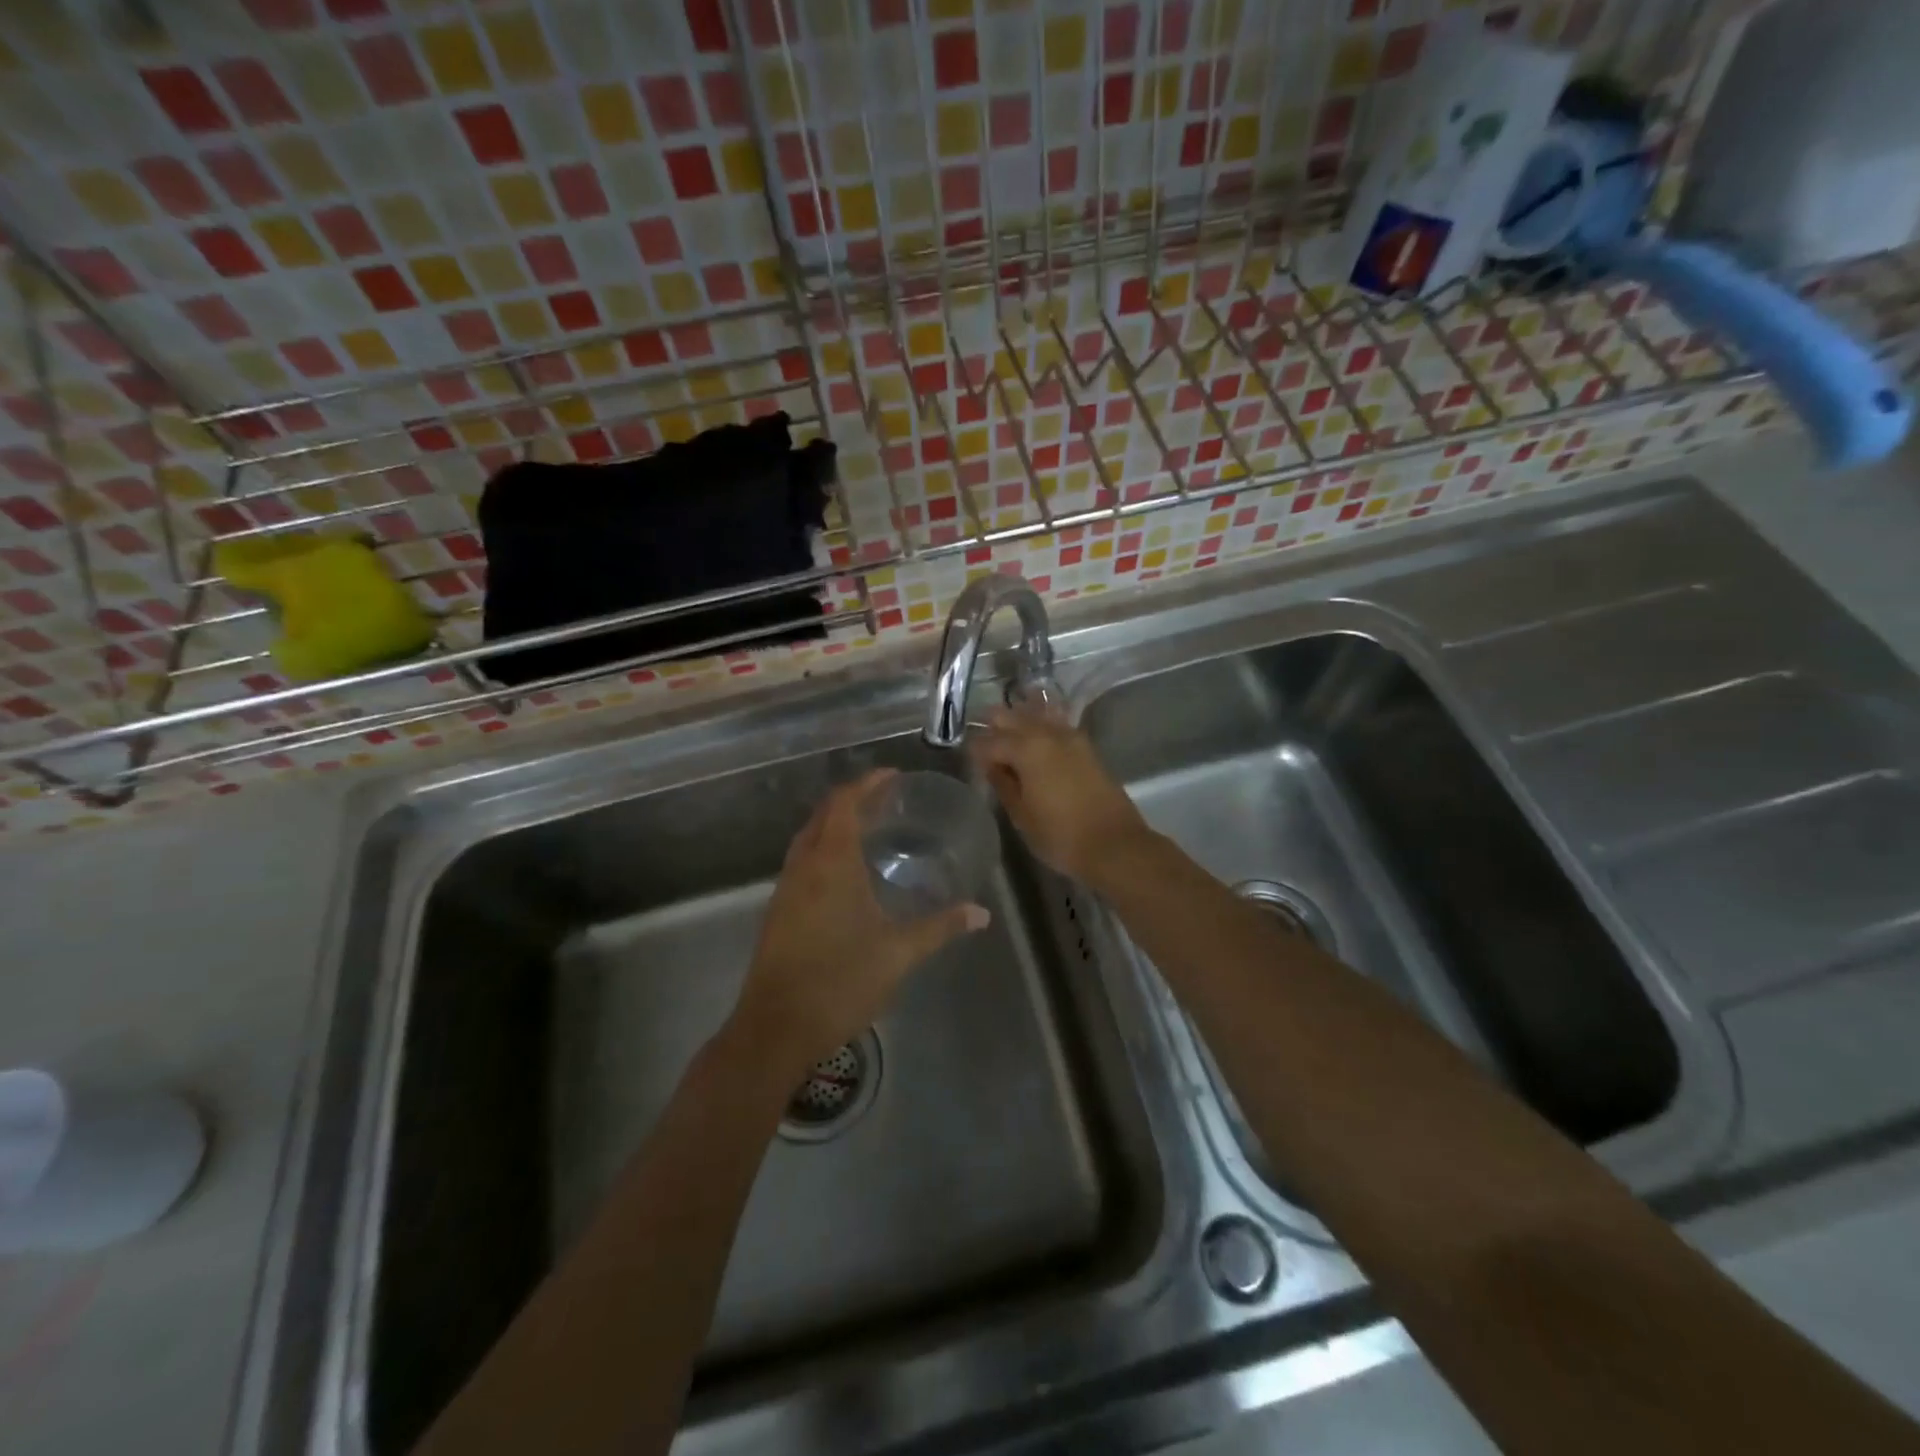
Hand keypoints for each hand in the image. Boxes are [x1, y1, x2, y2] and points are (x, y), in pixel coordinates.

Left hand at [730, 770, 989, 1079]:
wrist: (775, 1028)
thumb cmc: (840, 982)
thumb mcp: (898, 953)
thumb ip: (940, 927)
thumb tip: (981, 913)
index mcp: (831, 863)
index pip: (845, 803)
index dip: (868, 783)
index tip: (893, 776)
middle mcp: (804, 866)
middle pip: (823, 814)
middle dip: (852, 799)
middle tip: (886, 799)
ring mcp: (785, 889)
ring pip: (808, 838)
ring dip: (834, 824)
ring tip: (869, 829)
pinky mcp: (778, 911)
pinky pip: (802, 862)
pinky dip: (823, 849)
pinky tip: (844, 874)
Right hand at [969, 705, 1154, 886]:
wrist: (1115, 845)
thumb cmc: (1061, 836)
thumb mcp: (1022, 815)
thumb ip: (1003, 784)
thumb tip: (991, 765)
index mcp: (1026, 749)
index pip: (989, 741)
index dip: (974, 751)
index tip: (967, 760)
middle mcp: (1047, 734)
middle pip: (1012, 718)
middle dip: (993, 725)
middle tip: (981, 740)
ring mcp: (1071, 737)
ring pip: (1036, 715)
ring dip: (1018, 719)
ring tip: (1006, 732)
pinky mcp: (1086, 747)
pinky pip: (1056, 724)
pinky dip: (1041, 724)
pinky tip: (1035, 734)